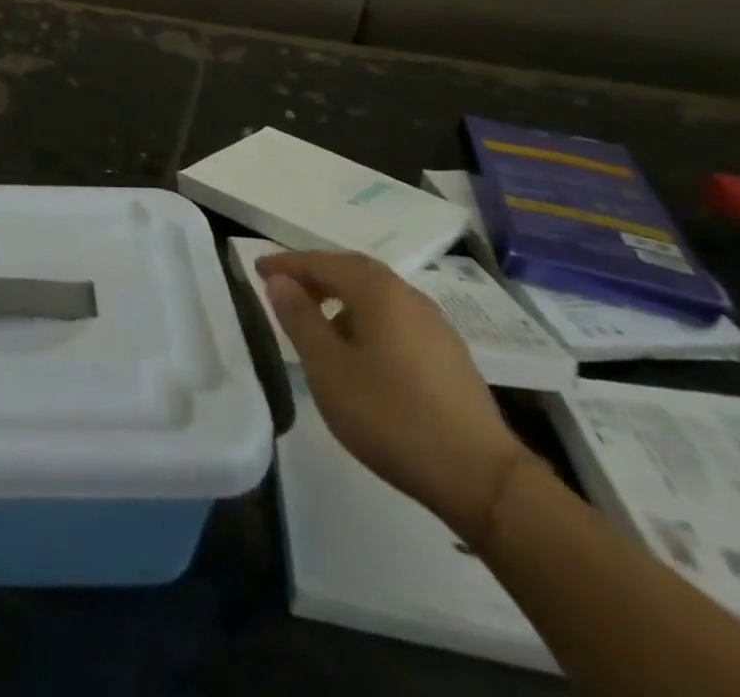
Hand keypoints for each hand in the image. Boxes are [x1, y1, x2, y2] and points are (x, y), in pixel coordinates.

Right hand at [258, 249, 531, 542]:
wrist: (481, 477)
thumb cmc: (391, 416)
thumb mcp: (328, 369)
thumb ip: (299, 319)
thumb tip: (280, 281)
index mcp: (377, 291)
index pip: (321, 262)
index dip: (287, 264)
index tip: (258, 270)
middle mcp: (407, 295)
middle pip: (353, 270)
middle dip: (316, 275)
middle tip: (286, 289)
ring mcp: (434, 323)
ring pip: (377, 294)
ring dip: (342, 297)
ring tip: (318, 323)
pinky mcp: (448, 352)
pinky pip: (395, 317)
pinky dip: (367, 318)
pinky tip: (360, 351)